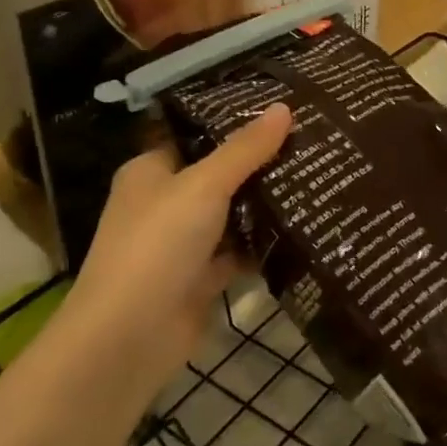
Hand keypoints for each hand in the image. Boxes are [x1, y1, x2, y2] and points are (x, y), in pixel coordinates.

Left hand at [68, 103, 292, 382]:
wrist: (129, 338)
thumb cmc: (157, 245)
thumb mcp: (204, 186)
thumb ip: (245, 149)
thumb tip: (284, 107)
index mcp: (151, 171)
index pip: (195, 134)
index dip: (233, 122)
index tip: (280, 110)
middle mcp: (165, 202)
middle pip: (219, 174)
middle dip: (259, 163)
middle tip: (311, 141)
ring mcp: (183, 243)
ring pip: (232, 214)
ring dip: (266, 203)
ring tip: (318, 176)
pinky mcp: (202, 278)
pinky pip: (240, 252)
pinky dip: (264, 244)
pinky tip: (305, 226)